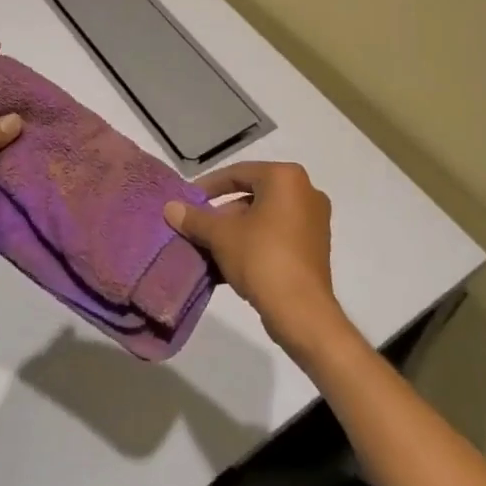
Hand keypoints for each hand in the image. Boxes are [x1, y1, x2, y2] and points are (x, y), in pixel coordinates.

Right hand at [164, 162, 354, 360]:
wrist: (302, 312)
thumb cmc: (262, 259)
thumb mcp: (221, 236)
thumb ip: (195, 219)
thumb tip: (170, 208)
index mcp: (285, 178)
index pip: (239, 173)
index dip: (209, 186)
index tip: (189, 199)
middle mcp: (305, 191)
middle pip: (253, 195)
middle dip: (223, 213)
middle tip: (199, 227)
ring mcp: (314, 221)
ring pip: (264, 218)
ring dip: (236, 231)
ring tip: (209, 248)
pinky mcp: (315, 247)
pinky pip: (277, 236)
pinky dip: (254, 243)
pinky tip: (230, 263)